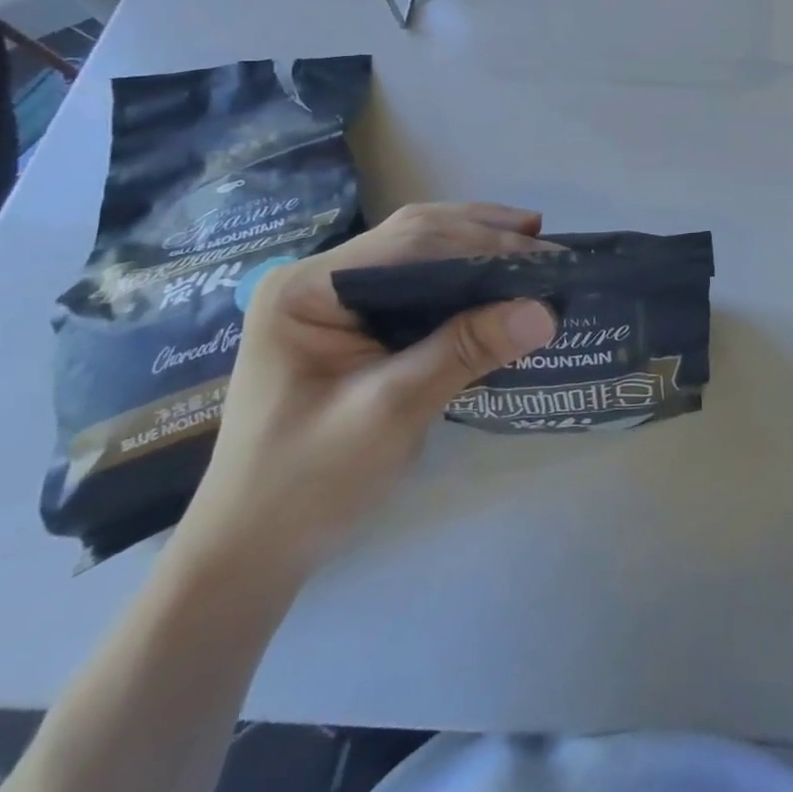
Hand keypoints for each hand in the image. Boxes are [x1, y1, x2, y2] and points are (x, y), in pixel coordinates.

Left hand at [171, 203, 558, 583]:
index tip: (543, 259)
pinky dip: (460, 280)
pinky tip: (494, 283)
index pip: (409, 244)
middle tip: (545, 244)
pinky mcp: (350, 325)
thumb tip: (545, 311)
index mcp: (307, 288)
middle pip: (414, 235)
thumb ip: (464, 351)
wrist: (247, 557)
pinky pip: (414, 285)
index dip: (481, 244)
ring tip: (532, 247)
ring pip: (417, 254)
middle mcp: (316, 279)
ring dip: (475, 249)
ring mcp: (330, 300)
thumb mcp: (390, 412)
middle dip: (482, 234)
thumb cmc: (305, 485)